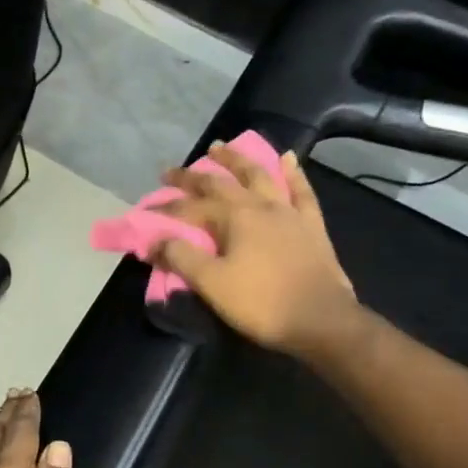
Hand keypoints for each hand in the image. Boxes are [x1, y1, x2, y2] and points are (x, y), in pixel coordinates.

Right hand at [150, 143, 359, 357]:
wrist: (321, 321)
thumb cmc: (262, 303)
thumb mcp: (212, 284)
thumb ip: (181, 257)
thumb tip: (155, 240)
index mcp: (234, 218)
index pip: (191, 207)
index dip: (167, 208)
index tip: (146, 210)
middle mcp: (260, 205)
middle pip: (221, 184)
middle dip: (192, 177)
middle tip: (171, 172)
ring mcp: (289, 212)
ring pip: (260, 176)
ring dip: (237, 160)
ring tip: (221, 147)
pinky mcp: (312, 226)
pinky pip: (302, 191)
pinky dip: (293, 174)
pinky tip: (288, 158)